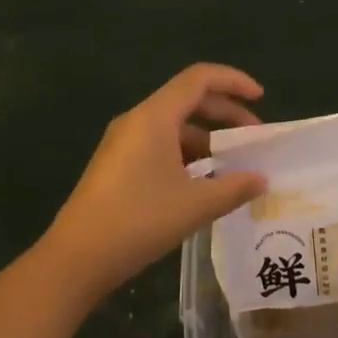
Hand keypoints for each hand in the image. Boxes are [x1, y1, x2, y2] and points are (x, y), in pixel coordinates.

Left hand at [37, 64, 268, 306]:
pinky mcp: (116, 164)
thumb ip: (234, 188)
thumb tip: (262, 180)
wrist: (76, 258)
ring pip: (173, 124)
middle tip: (254, 137)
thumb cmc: (138, 221)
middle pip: (188, 98)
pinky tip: (202, 182)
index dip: (234, 81)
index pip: (200, 78)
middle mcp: (137, 120)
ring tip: (233, 165)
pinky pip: (159, 144)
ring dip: (207, 137)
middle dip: (225, 113)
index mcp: (155, 116)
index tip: (261, 98)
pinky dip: (186, 153)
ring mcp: (123, 142)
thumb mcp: (195, 205)